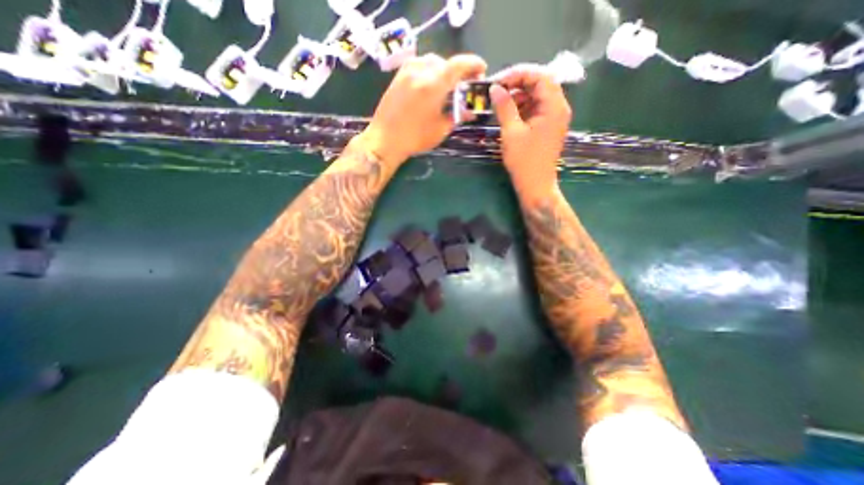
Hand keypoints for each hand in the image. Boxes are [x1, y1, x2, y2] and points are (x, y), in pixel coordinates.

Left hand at [361, 53, 483, 164]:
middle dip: (458, 72)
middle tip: (464, 86)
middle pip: (445, 62)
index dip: (473, 64)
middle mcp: (420, 71)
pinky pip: (419, 66)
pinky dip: (429, 72)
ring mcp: (407, 71)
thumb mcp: (440, 129)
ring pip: (431, 62)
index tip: (481, 70)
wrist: (385, 140)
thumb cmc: (415, 138)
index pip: (459, 64)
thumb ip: (457, 115)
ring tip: (447, 87)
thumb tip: (470, 111)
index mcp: (434, 84)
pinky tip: (430, 87)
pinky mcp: (398, 76)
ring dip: (443, 71)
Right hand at [490, 64, 572, 196]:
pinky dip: (522, 107)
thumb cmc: (524, 161)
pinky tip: (509, 114)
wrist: (535, 185)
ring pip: (537, 96)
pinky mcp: (548, 126)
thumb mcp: (511, 132)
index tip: (497, 82)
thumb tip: (495, 88)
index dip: (517, 74)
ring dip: (519, 96)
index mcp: (554, 106)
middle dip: (517, 83)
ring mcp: (554, 117)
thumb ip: (504, 107)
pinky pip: (536, 109)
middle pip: (540, 83)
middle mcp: (558, 107)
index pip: (539, 75)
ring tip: (500, 103)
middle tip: (497, 90)